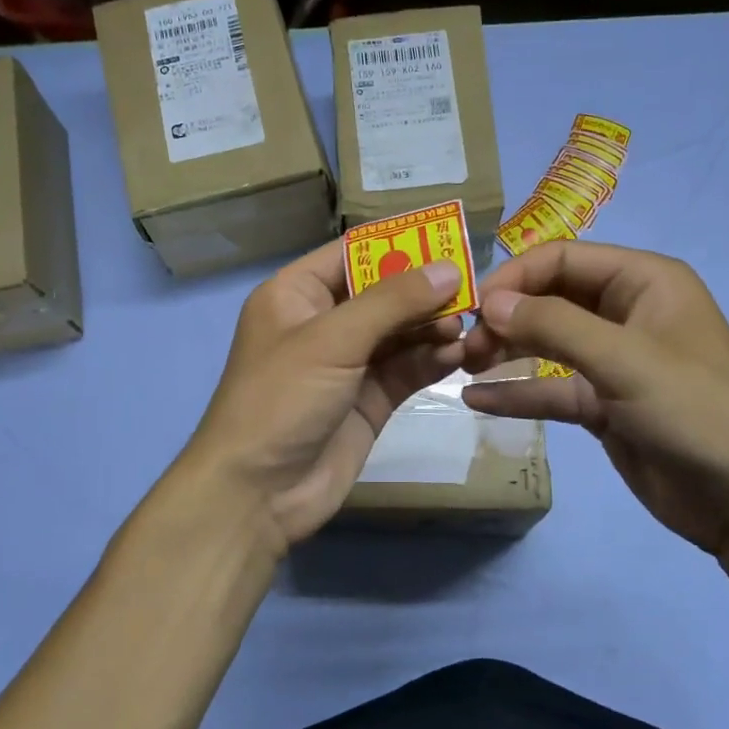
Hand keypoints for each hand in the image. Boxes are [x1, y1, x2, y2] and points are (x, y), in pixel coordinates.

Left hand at [182, 241, 466, 552]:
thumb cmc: (281, 399)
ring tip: (466, 326)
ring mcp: (348, 364)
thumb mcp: (332, 340)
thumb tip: (448, 269)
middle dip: (424, 290)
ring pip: (400, 332)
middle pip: (383, 292)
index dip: (398, 243)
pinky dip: (431, 360)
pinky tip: (457, 355)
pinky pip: (406, 368)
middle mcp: (323, 323)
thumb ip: (392, 302)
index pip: (353, 253)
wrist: (258, 493)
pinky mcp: (369, 399)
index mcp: (297, 294)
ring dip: (432, 326)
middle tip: (471, 289)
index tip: (448, 235)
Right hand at [461, 241, 728, 561]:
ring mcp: (614, 360)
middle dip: (506, 316)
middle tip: (464, 345)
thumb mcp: (624, 360)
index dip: (515, 277)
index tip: (474, 308)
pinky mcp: (604, 404)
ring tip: (462, 366)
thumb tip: (489, 303)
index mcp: (644, 281)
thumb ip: (553, 325)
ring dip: (505, 351)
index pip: (564, 258)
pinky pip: (551, 389)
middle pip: (550, 298)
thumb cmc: (696, 412)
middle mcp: (627, 311)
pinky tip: (475, 401)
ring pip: (546, 343)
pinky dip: (517, 393)